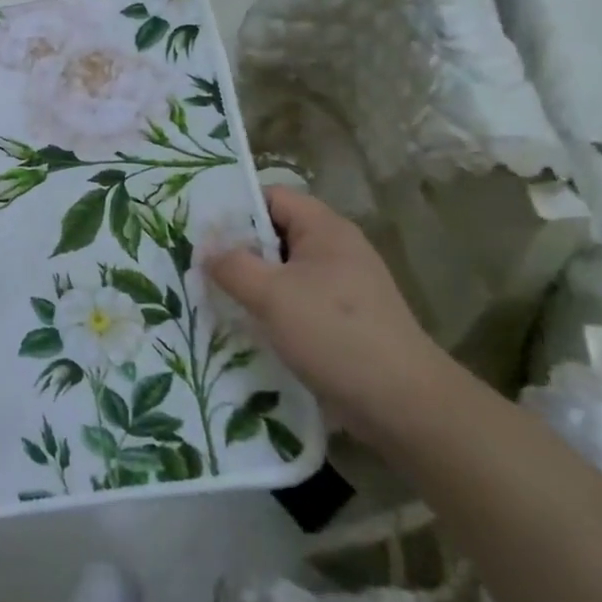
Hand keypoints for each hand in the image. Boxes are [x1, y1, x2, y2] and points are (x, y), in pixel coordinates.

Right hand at [207, 186, 449, 442]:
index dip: (235, 207)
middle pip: (276, 233)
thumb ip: (232, 265)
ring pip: (284, 271)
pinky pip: (297, 301)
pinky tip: (245, 327)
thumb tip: (207, 249)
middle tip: (197, 264)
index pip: (272, 197)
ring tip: (213, 296)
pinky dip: (271, 309)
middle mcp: (336, 249)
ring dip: (251, 283)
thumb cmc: (334, 334)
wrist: (403, 404)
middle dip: (237, 248)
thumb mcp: (271, 295)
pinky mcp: (344, 320)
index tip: (198, 228)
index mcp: (325, 229)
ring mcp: (343, 286)